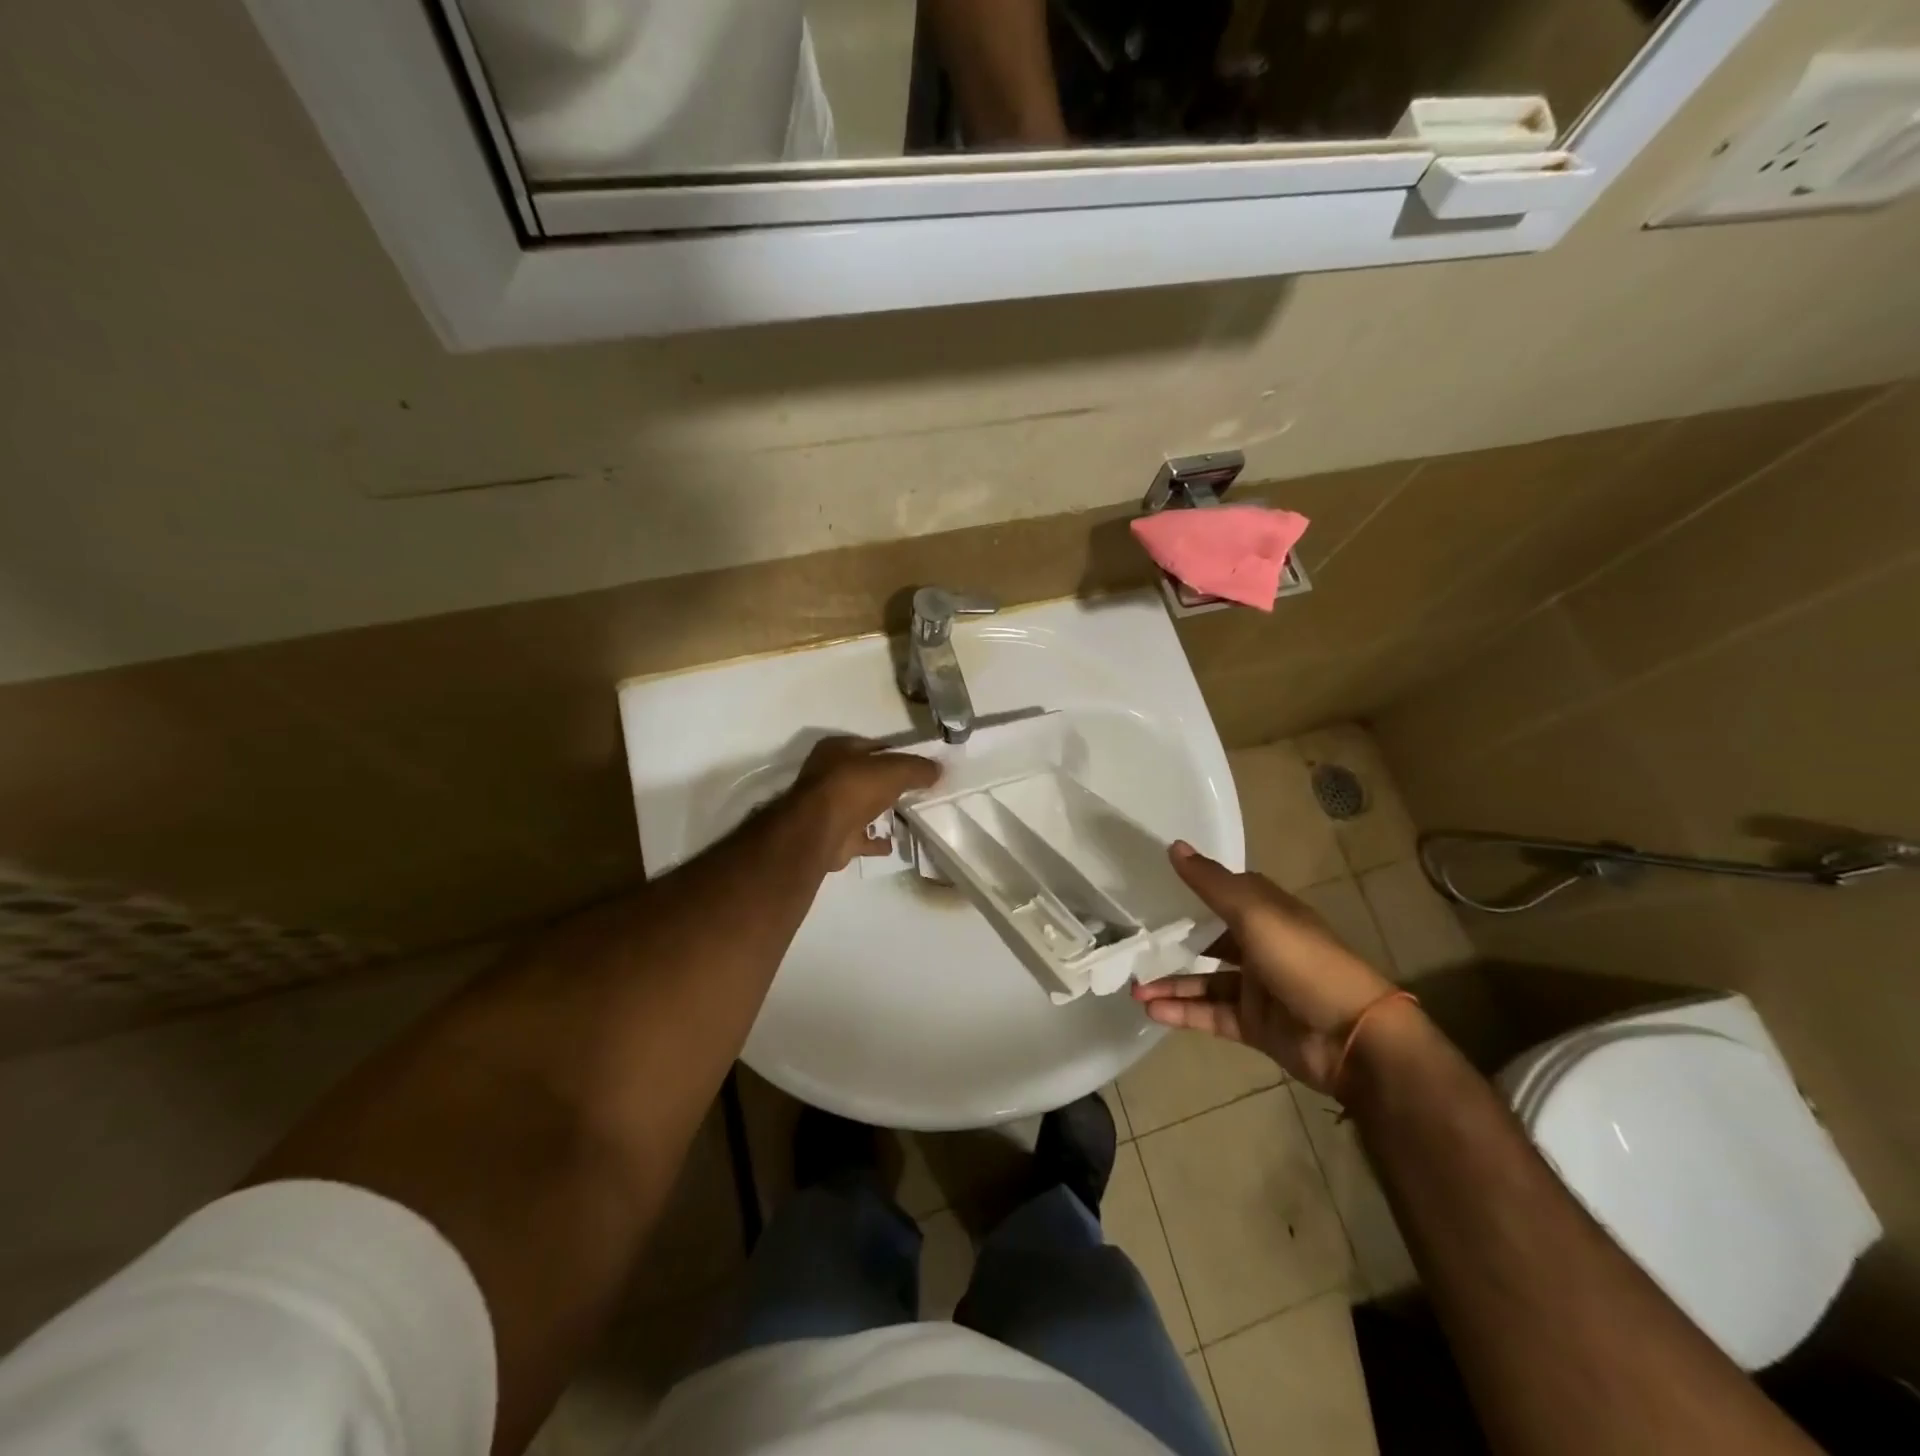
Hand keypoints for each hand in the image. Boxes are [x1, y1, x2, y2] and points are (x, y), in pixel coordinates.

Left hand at [787, 736, 940, 869]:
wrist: (820, 831)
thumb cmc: (855, 787)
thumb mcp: (895, 769)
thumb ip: (918, 768)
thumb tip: (938, 770)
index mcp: (837, 749)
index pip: (874, 747)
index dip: (898, 755)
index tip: (921, 767)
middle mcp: (828, 775)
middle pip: (867, 776)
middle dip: (889, 784)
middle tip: (917, 791)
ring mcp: (828, 807)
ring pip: (861, 806)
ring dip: (880, 811)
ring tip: (909, 816)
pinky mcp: (832, 835)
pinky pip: (859, 836)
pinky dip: (874, 840)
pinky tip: (892, 843)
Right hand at [1132, 842, 1399, 1093]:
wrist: (1352, 1038)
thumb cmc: (1303, 961)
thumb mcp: (1255, 914)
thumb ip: (1211, 883)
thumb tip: (1173, 846)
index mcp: (1269, 913)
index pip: (1226, 893)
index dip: (1194, 890)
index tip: (1154, 888)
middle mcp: (1262, 946)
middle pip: (1210, 940)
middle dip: (1174, 943)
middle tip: (1135, 945)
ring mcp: (1258, 988)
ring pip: (1204, 981)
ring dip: (1171, 983)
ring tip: (1134, 988)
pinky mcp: (1254, 1025)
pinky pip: (1210, 1014)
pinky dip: (1182, 1012)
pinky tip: (1152, 1010)